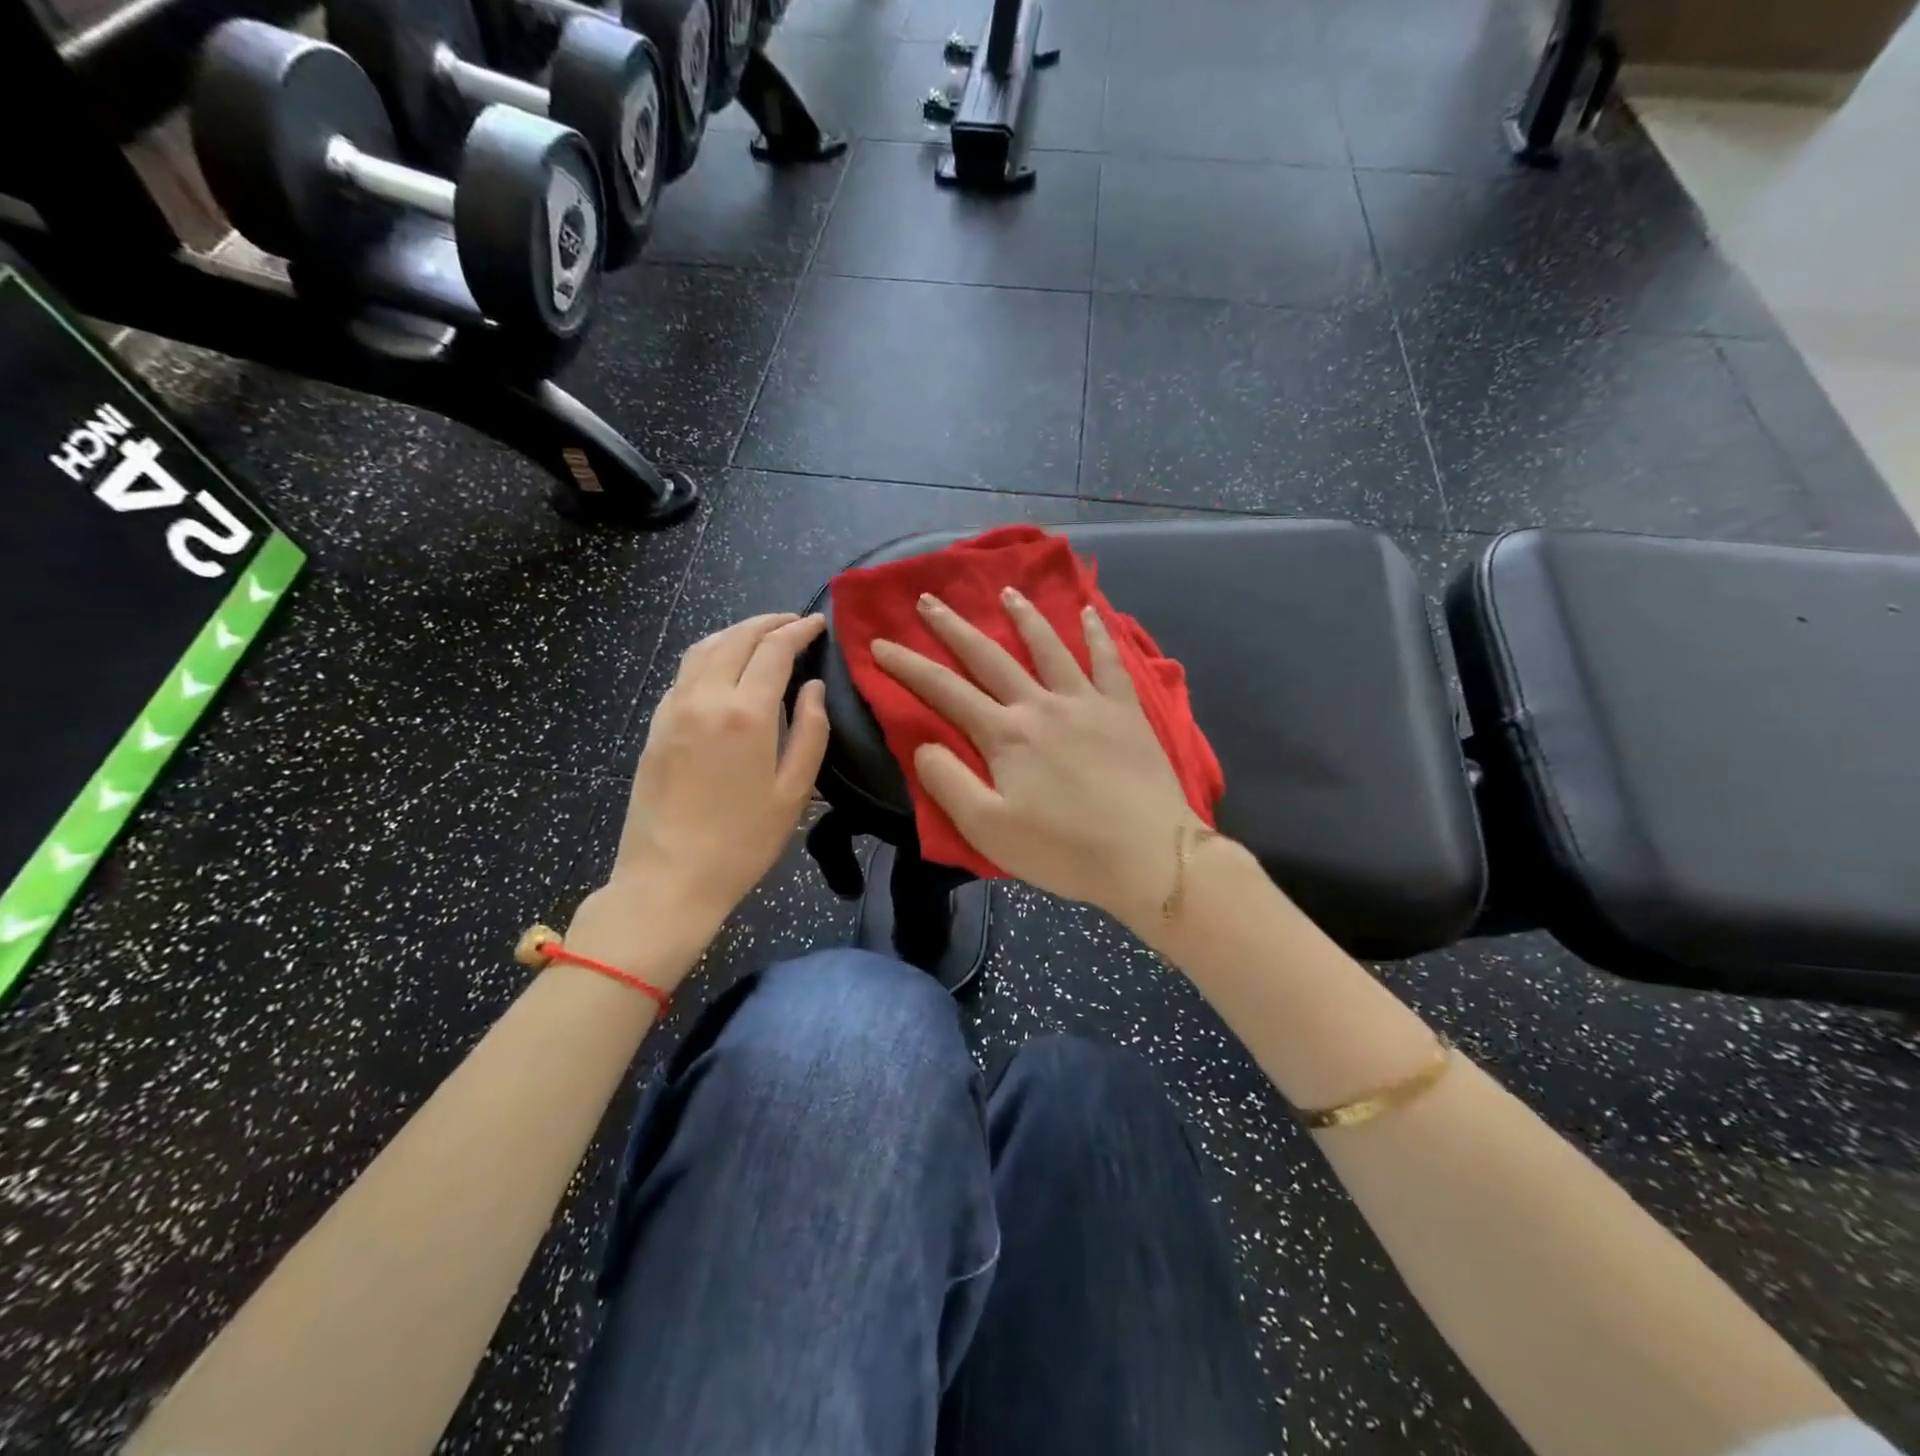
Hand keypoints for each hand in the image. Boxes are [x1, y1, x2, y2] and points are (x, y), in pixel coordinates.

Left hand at [595, 613, 828, 963]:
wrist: (668, 878)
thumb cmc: (742, 842)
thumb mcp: (794, 792)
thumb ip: (810, 733)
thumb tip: (813, 688)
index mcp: (746, 714)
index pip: (773, 650)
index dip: (798, 631)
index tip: (817, 624)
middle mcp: (705, 698)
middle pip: (736, 638)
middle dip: (768, 622)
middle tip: (793, 622)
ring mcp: (673, 709)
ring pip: (704, 648)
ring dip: (735, 632)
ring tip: (760, 635)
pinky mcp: (655, 726)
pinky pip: (684, 672)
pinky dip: (709, 654)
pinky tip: (722, 666)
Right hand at [871, 589, 1200, 929]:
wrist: (1148, 856)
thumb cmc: (1064, 850)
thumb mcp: (989, 829)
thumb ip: (949, 782)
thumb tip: (923, 743)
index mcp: (1005, 735)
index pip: (945, 690)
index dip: (907, 666)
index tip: (879, 643)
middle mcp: (1041, 705)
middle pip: (990, 656)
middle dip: (953, 627)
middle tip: (929, 599)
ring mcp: (1087, 702)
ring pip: (1048, 647)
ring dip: (1023, 617)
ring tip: (1006, 591)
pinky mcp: (1125, 711)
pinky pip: (1109, 661)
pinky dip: (1098, 633)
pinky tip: (1090, 612)